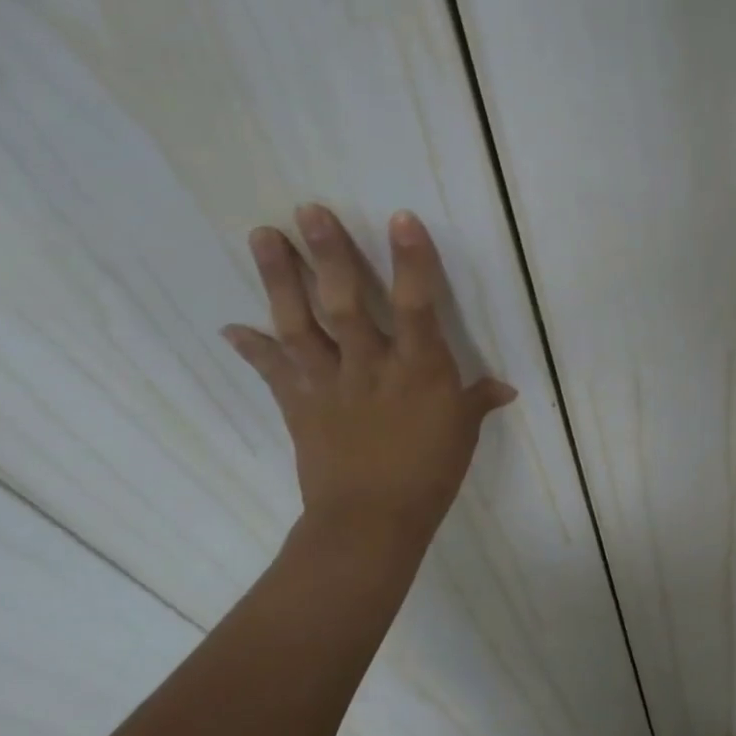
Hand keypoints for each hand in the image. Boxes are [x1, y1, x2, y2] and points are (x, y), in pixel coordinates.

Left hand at [223, 205, 514, 548]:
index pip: (418, 304)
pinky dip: (251, 347)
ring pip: (300, 324)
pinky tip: (230, 326)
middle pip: (345, 303)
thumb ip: (479, 400)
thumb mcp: (463, 432)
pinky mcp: (299, 405)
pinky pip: (273, 370)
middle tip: (307, 211)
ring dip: (279, 279)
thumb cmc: (429, 473)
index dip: (411, 260)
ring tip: (261, 236)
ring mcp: (328, 383)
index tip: (400, 217)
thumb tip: (505, 388)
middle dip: (327, 255)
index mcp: (419, 368)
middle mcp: (370, 366)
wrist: (370, 524)